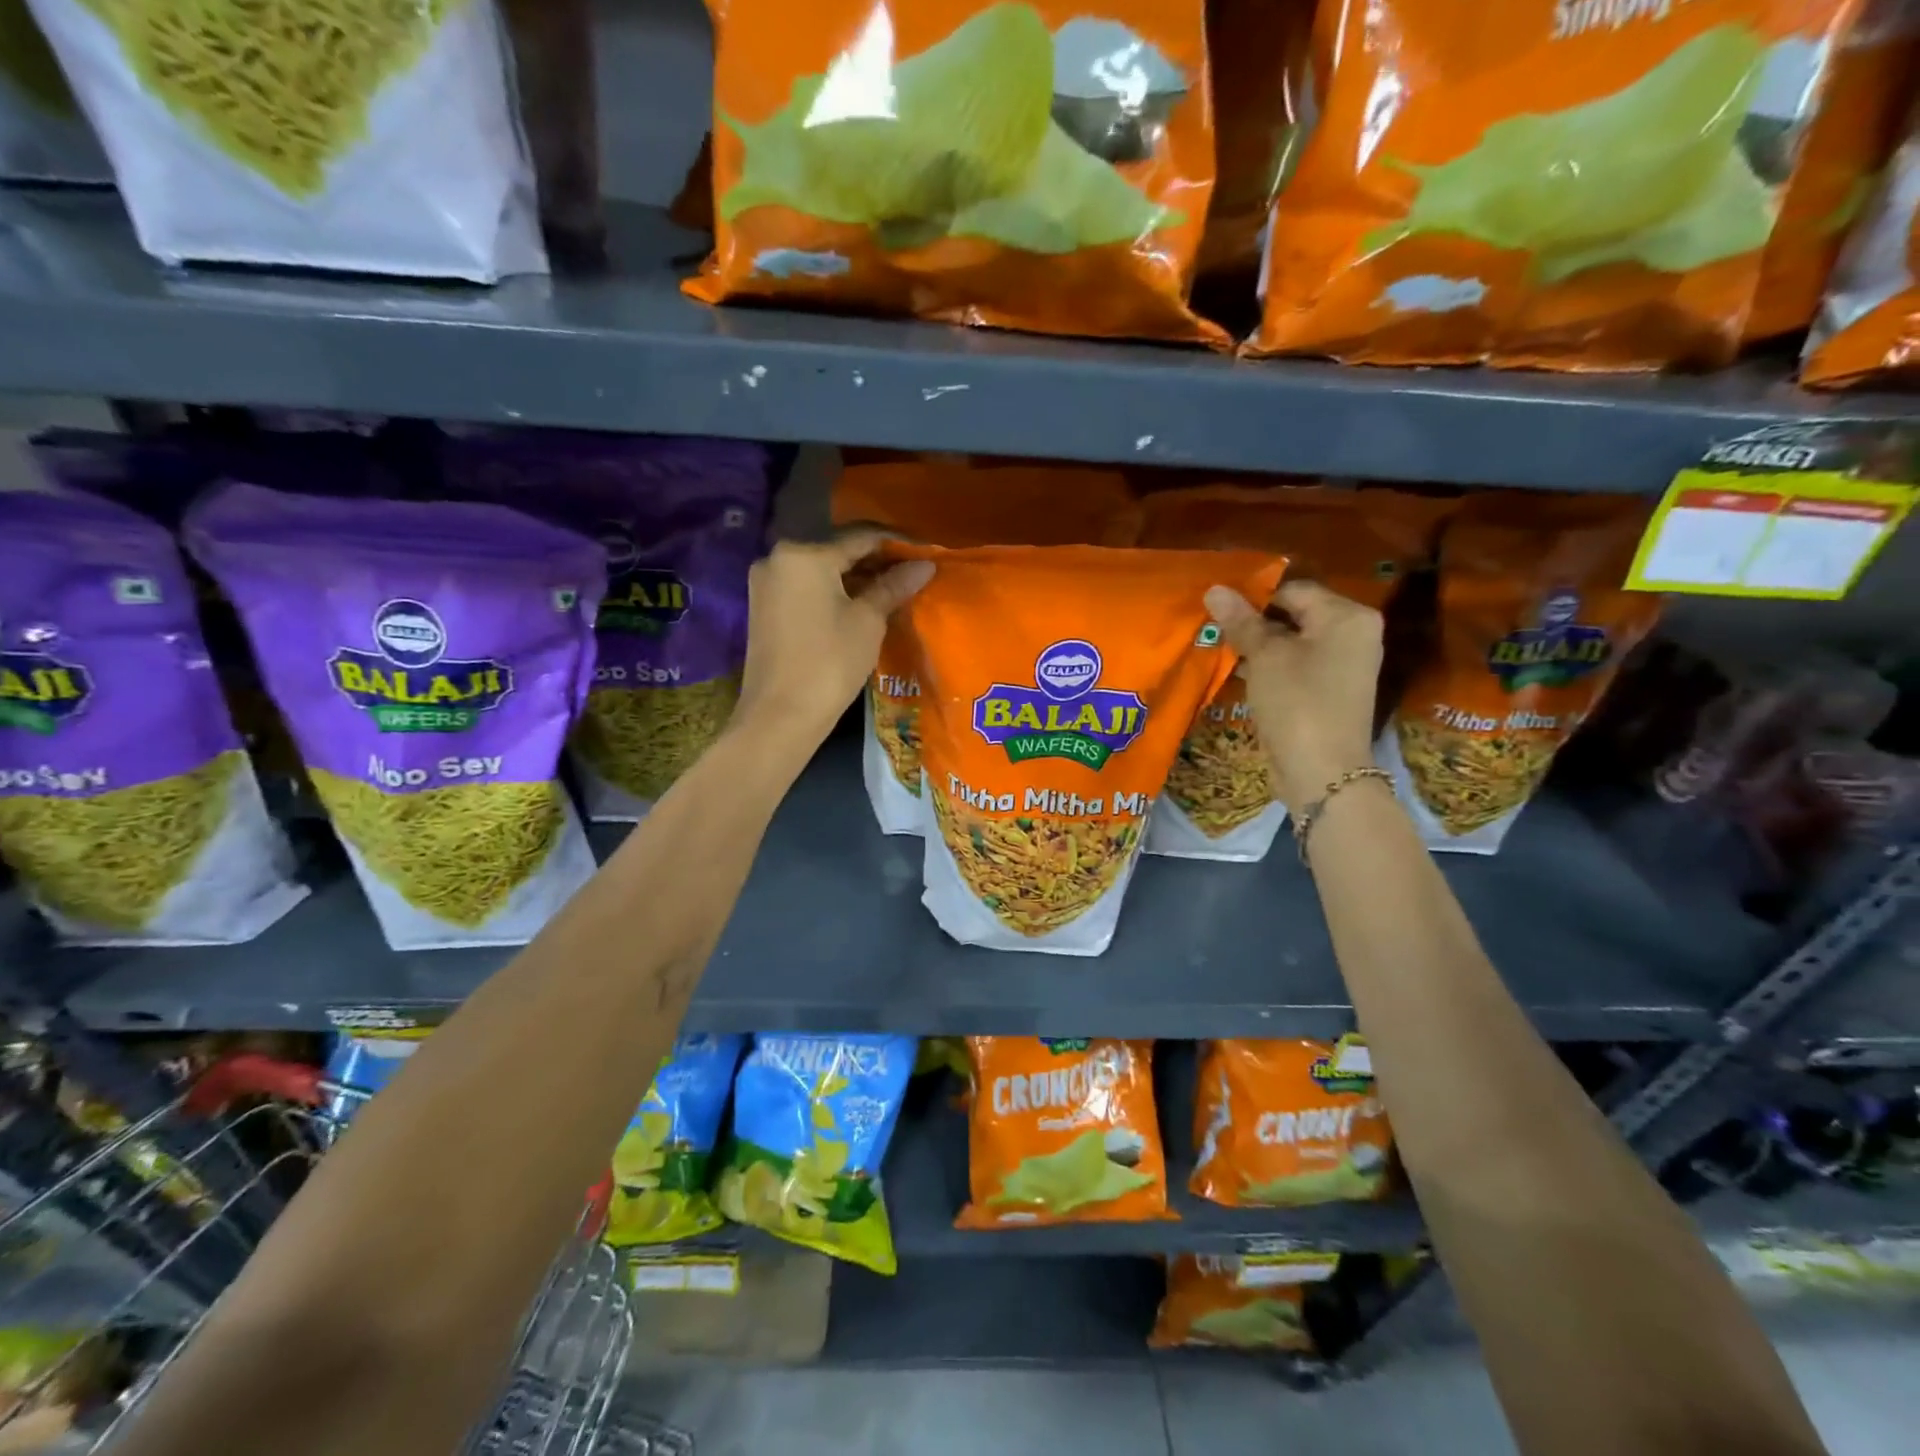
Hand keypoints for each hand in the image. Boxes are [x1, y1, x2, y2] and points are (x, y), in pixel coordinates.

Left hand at [735, 532, 932, 744]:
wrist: (780, 716)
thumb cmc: (830, 663)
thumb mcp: (868, 621)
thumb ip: (893, 586)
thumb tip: (924, 564)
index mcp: (804, 553)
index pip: (861, 537)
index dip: (897, 543)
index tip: (926, 552)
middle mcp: (778, 558)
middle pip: (837, 551)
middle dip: (876, 561)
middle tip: (912, 572)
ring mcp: (766, 583)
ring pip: (821, 570)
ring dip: (855, 578)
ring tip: (893, 589)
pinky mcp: (763, 607)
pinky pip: (806, 588)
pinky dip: (834, 592)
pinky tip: (861, 604)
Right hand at [1203, 580, 1382, 808]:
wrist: (1322, 772)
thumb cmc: (1297, 703)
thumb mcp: (1265, 657)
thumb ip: (1241, 621)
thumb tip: (1214, 588)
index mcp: (1347, 616)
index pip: (1293, 589)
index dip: (1253, 595)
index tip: (1216, 607)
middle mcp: (1352, 634)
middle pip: (1294, 614)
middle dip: (1253, 621)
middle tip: (1212, 626)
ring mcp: (1342, 665)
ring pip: (1291, 642)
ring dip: (1256, 646)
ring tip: (1218, 647)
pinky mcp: (1327, 691)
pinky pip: (1294, 667)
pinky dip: (1268, 667)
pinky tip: (1237, 672)